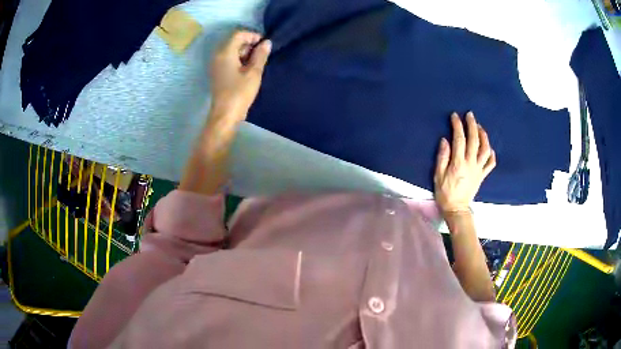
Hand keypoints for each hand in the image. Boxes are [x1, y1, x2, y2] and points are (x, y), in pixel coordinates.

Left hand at [210, 30, 271, 117]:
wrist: (225, 115)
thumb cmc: (239, 93)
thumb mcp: (254, 73)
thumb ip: (260, 55)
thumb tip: (267, 42)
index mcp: (225, 53)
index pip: (238, 35)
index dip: (252, 36)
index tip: (264, 44)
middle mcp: (218, 55)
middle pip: (234, 41)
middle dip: (249, 44)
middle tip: (261, 54)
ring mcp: (216, 64)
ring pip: (231, 50)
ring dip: (244, 52)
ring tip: (256, 63)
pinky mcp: (217, 72)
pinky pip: (228, 59)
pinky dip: (239, 60)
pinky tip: (247, 69)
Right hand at [434, 112, 495, 214]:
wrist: (456, 209)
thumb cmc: (444, 193)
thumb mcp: (438, 175)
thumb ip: (442, 157)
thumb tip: (445, 140)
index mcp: (458, 163)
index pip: (459, 139)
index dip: (458, 125)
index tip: (455, 116)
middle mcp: (471, 164)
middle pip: (474, 140)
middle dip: (472, 125)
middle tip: (470, 115)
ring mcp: (479, 169)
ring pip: (485, 149)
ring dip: (484, 136)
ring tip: (480, 128)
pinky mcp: (482, 175)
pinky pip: (490, 163)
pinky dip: (491, 154)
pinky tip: (489, 148)